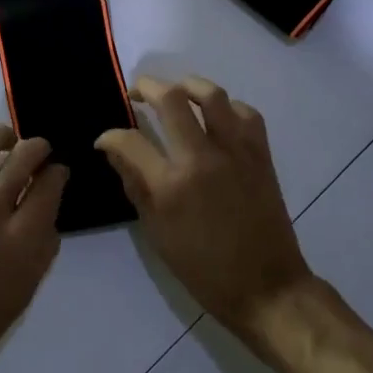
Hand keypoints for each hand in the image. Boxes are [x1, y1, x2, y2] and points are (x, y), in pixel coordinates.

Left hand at [0, 125, 64, 372]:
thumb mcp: (23, 295)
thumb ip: (41, 250)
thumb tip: (46, 215)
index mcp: (21, 240)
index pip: (50, 185)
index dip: (59, 173)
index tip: (57, 173)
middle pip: (23, 157)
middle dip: (38, 148)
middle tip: (38, 152)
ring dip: (2, 137)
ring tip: (6, 141)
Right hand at [96, 76, 313, 340]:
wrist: (266, 286)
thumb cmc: (204, 269)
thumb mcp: (157, 234)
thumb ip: (135, 186)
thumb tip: (114, 151)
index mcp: (171, 185)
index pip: (130, 141)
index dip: (110, 136)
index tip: (106, 139)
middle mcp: (202, 158)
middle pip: (170, 99)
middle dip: (146, 87)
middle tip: (136, 92)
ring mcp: (235, 151)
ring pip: (211, 94)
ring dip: (187, 85)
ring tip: (176, 93)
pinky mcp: (260, 153)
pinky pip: (245, 112)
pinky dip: (227, 107)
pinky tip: (216, 117)